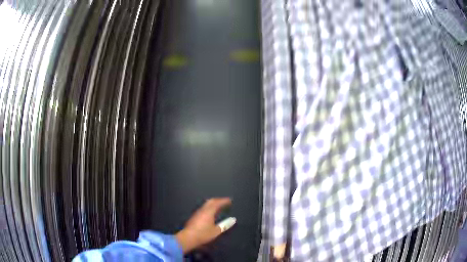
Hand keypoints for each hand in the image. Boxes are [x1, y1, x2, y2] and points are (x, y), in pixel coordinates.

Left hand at [175, 198, 235, 253]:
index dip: (224, 201)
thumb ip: (225, 225)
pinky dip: (209, 208)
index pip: (217, 203)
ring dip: (213, 204)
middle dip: (218, 200)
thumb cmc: (203, 234)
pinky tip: (211, 213)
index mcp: (209, 212)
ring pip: (206, 204)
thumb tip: (233, 219)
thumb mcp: (216, 231)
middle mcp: (202, 210)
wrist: (188, 237)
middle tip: (224, 201)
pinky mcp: (194, 216)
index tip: (230, 200)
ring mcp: (197, 213)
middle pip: (211, 201)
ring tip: (219, 206)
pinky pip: (203, 208)